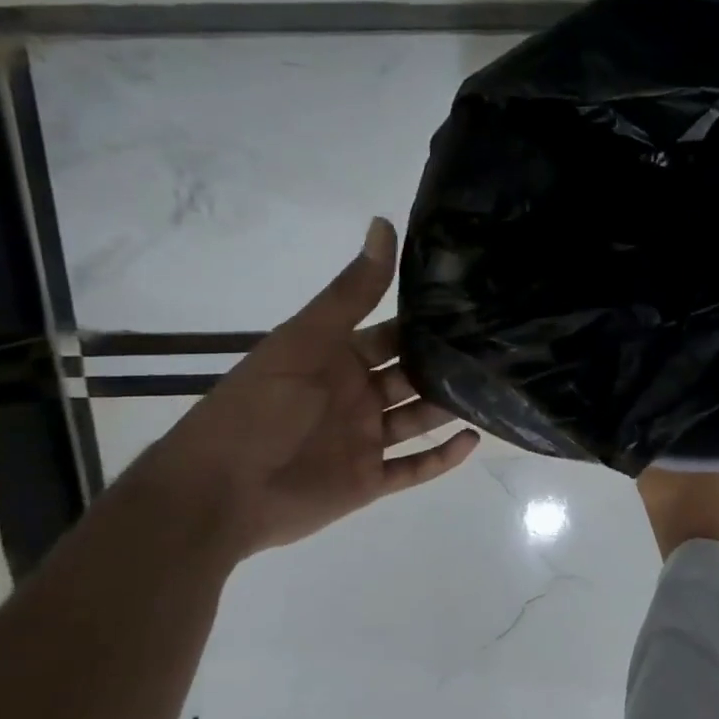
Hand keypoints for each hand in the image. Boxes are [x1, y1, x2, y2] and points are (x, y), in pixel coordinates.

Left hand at [136, 218, 478, 557]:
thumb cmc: (259, 409)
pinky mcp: (369, 480)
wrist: (219, 493)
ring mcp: (364, 439)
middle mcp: (355, 396)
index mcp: (335, 359)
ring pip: (418, 418)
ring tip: (496, 390)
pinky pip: (415, 467)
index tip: (472, 306)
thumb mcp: (305, 341)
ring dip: (450, 406)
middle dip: (445, 365)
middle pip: (411, 376)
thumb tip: (383, 224)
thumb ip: (350, 292)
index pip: (391, 335)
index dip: (425, 322)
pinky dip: (443, 456)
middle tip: (499, 350)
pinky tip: (474, 439)